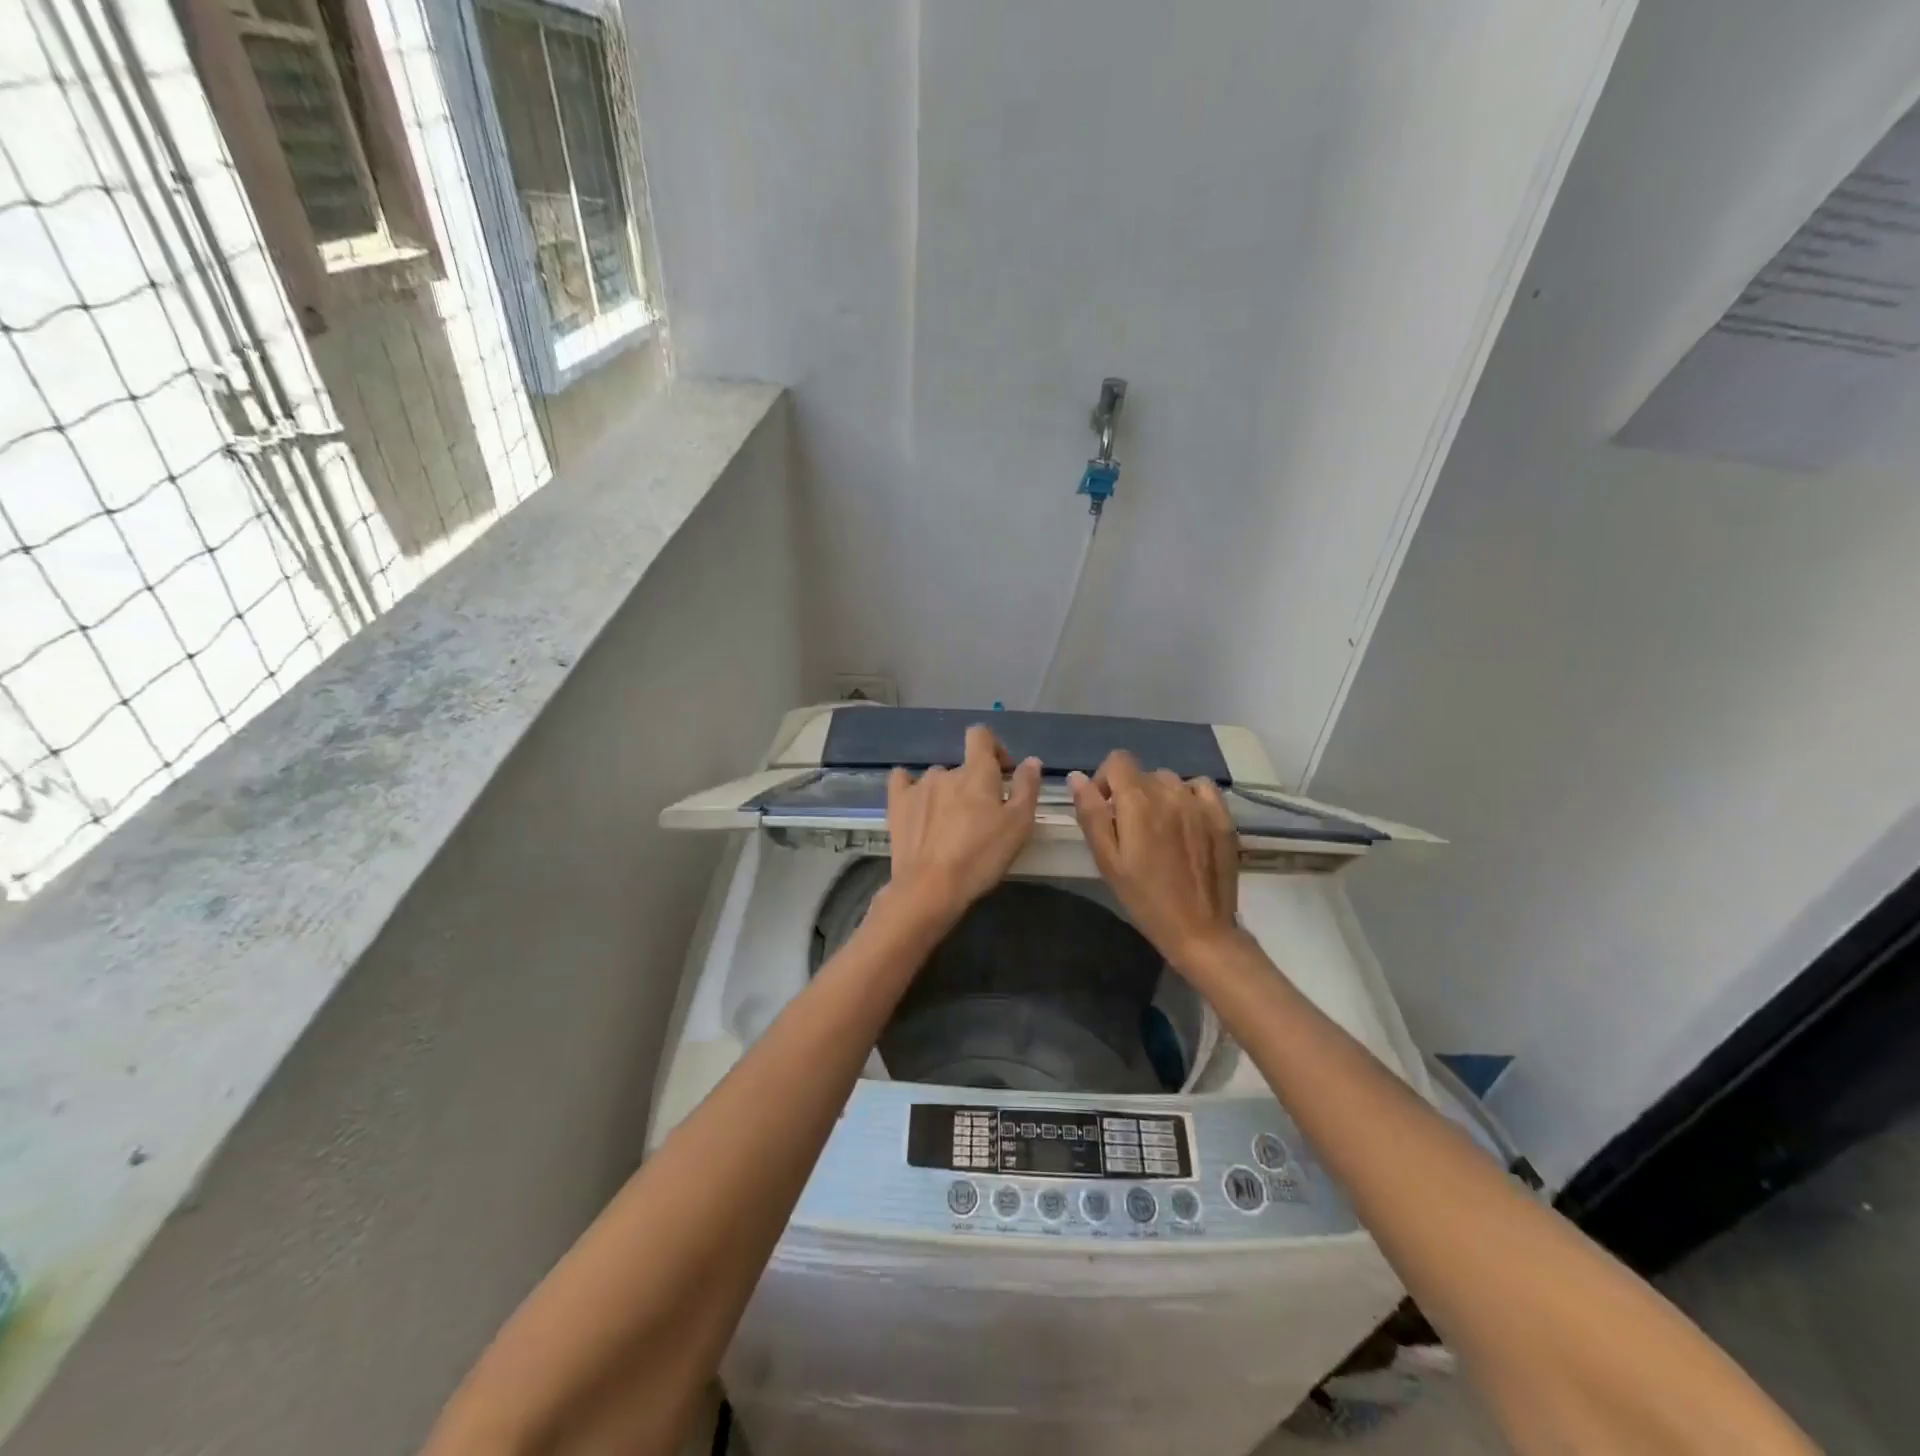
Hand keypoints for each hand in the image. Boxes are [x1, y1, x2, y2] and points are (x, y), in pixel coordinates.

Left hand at [885, 725, 1041, 922]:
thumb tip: (1031, 760)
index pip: (981, 735)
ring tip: (951, 824)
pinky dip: (911, 787)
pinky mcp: (897, 804)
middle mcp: (946, 771)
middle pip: (963, 766)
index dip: (994, 748)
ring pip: (938, 779)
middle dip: (974, 784)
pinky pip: (903, 781)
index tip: (1003, 773)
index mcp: (977, 771)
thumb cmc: (981, 856)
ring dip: (947, 793)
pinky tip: (917, 804)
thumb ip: (1027, 788)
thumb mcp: (1018, 825)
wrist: (931, 887)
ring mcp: (918, 786)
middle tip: (982, 817)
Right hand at [1068, 751, 1240, 971]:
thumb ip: (1090, 814)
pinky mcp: (1222, 817)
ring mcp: (1200, 803)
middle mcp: (1170, 793)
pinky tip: (1186, 820)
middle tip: (1130, 829)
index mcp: (1138, 802)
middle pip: (1143, 773)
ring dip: (1159, 796)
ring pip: (1170, 781)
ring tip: (1159, 829)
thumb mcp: (1107, 860)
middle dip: (1130, 792)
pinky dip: (1189, 796)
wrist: (1198, 929)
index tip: (1105, 808)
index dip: (1105, 779)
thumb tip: (1076, 777)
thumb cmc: (1143, 898)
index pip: (1118, 761)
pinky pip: (1201, 787)